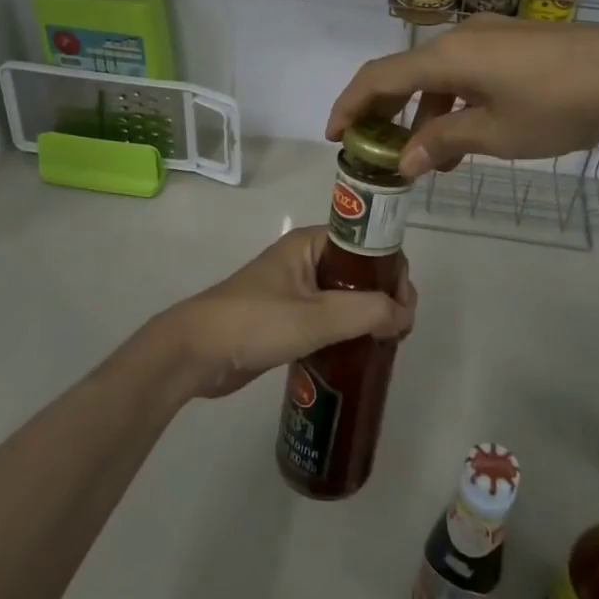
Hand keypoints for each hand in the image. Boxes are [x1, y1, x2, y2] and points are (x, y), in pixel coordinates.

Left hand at [147, 227, 416, 399]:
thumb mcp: (316, 316)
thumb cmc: (255, 322)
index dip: (393, 270)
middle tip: (398, 332)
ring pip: (345, 298)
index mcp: (311, 244)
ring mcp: (295, 291)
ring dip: (367, 317)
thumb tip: (404, 315)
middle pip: (360, 272)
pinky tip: (358, 355)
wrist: (195, 354)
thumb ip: (367, 312)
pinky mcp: (286, 320)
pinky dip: (347, 332)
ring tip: (385, 345)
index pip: (368, 244)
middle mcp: (305, 261)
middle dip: (384, 297)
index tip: (404, 306)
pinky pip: (328, 319)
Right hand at [327, 15, 598, 177]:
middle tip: (373, 149)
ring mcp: (492, 37)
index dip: (351, 105)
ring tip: (426, 158)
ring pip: (438, 75)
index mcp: (446, 57)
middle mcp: (461, 38)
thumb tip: (403, 162)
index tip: (335, 137)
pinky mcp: (517, 44)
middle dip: (384, 112)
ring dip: (423, 113)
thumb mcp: (495, 134)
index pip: (379, 77)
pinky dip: (452, 102)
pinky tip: (466, 132)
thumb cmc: (558, 105)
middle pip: (404, 73)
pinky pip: (466, 72)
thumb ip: (443, 143)